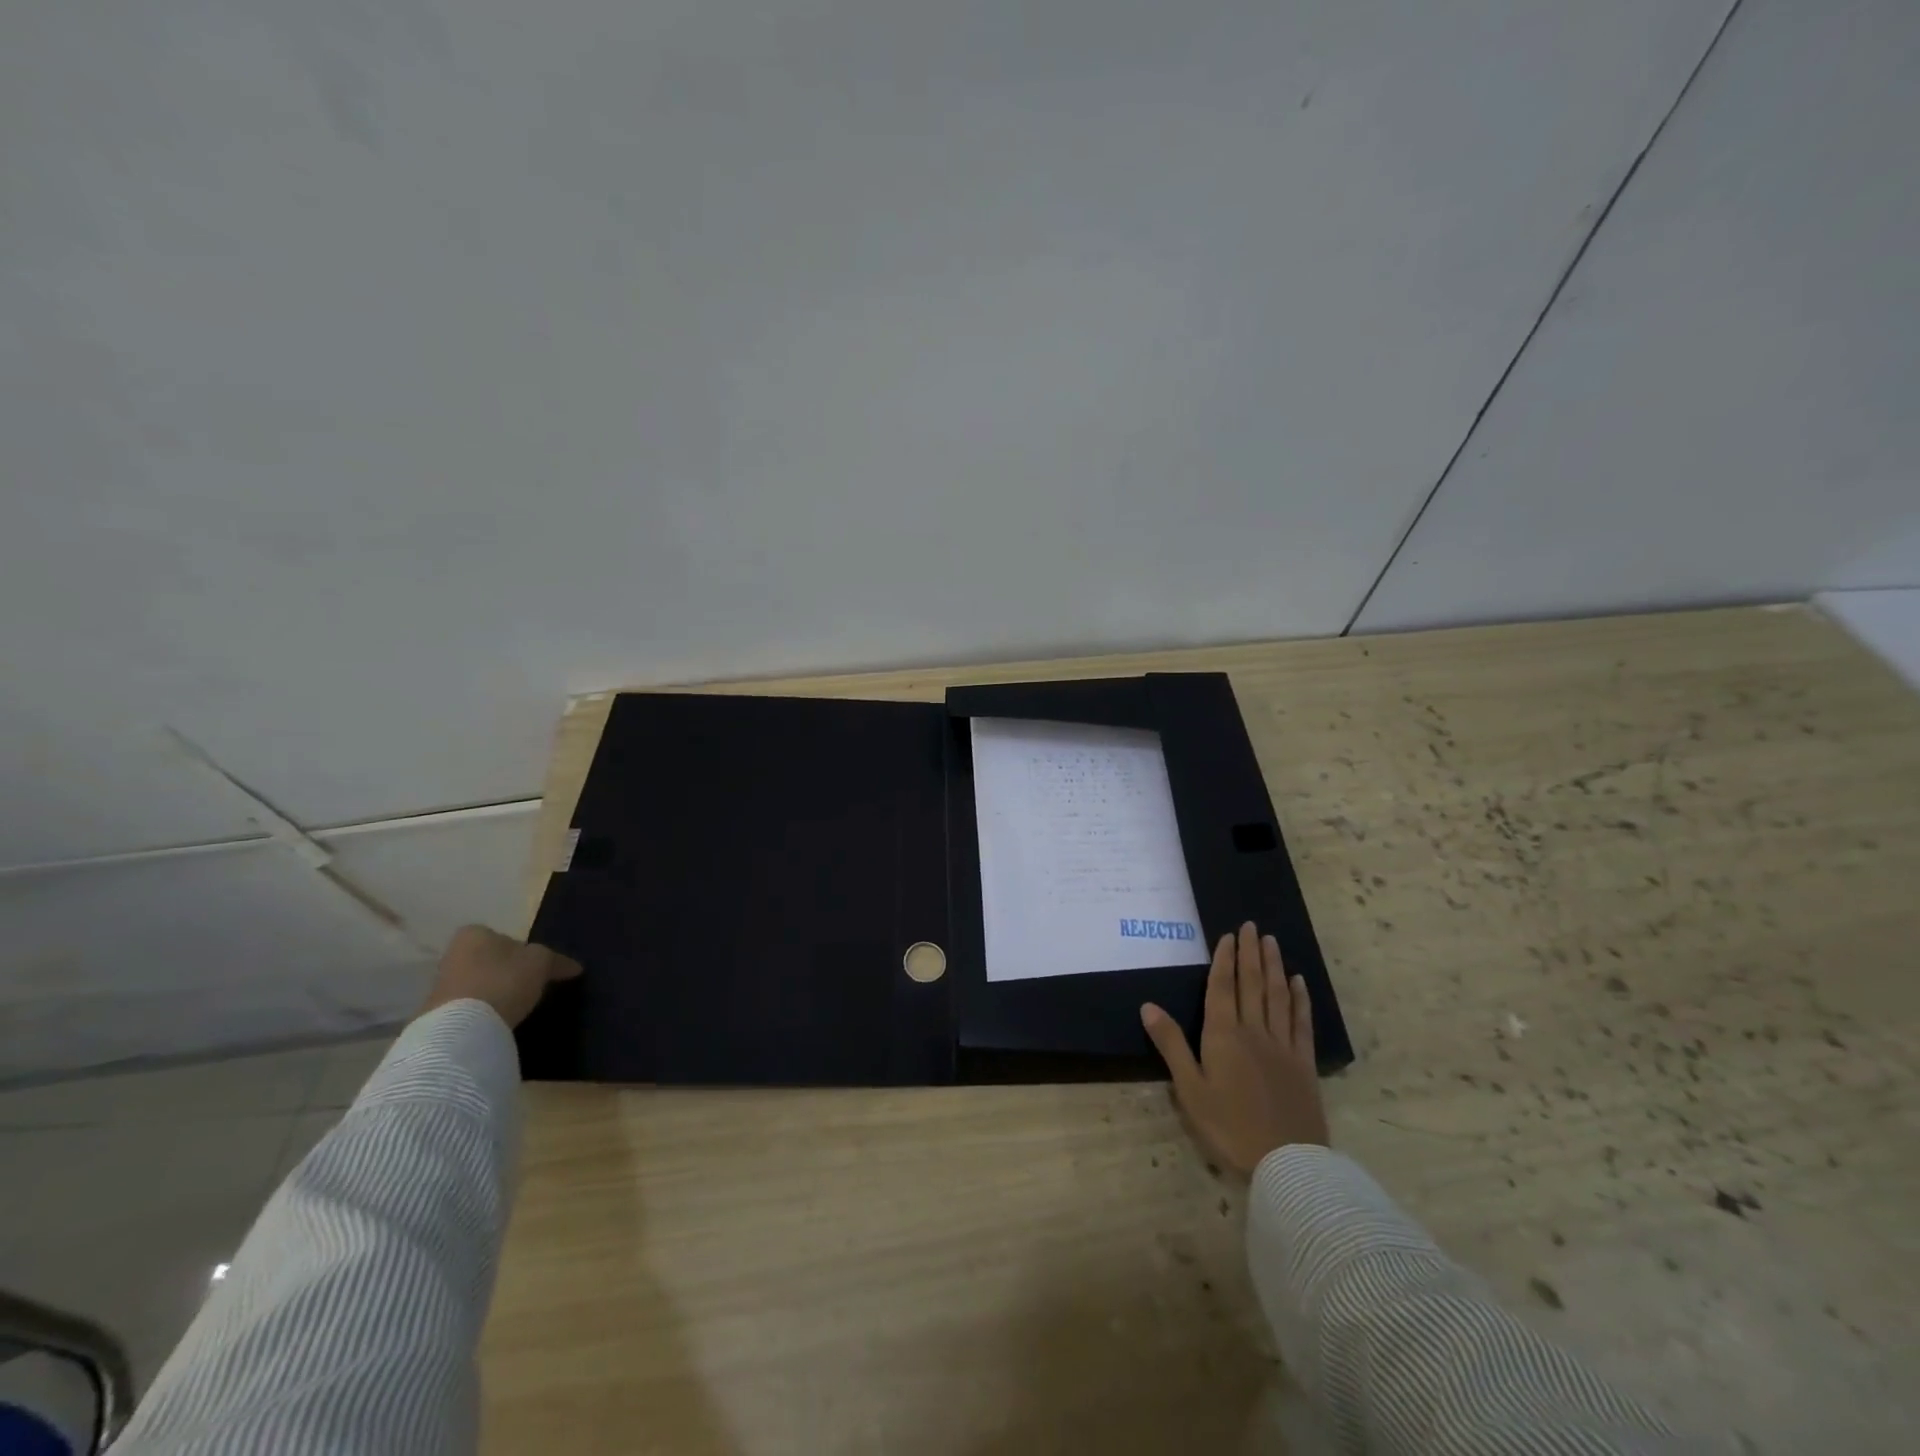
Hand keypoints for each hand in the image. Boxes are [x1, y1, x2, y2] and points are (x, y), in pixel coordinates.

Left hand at [419, 925, 582, 1029]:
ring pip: (477, 982)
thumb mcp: (542, 963)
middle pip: (489, 959)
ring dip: (494, 991)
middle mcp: (452, 953)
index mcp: (474, 934)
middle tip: (528, 986)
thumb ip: (557, 961)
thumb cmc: (504, 981)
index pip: (504, 936)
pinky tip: (498, 1020)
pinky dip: (482, 1010)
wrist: (461, 1029)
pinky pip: (468, 1006)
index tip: (536, 968)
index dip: (523, 951)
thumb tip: (575, 967)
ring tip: (515, 1006)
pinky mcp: (436, 1013)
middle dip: (506, 970)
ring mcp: (440, 984)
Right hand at [1141, 921, 1328, 1176]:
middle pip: (1252, 984)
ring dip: (1274, 966)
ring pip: (1277, 996)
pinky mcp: (1303, 1063)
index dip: (1224, 960)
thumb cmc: (1229, 1127)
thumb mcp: (1190, 1089)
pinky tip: (1298, 982)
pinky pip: (1301, 1023)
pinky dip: (1300, 999)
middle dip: (1250, 953)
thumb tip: (1148, 1006)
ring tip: (1272, 941)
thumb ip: (1171, 1045)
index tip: (1229, 935)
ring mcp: (1282, 1046)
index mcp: (1223, 1036)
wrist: (1287, 1163)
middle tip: (1252, 926)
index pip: (1222, 988)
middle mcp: (1254, 1031)